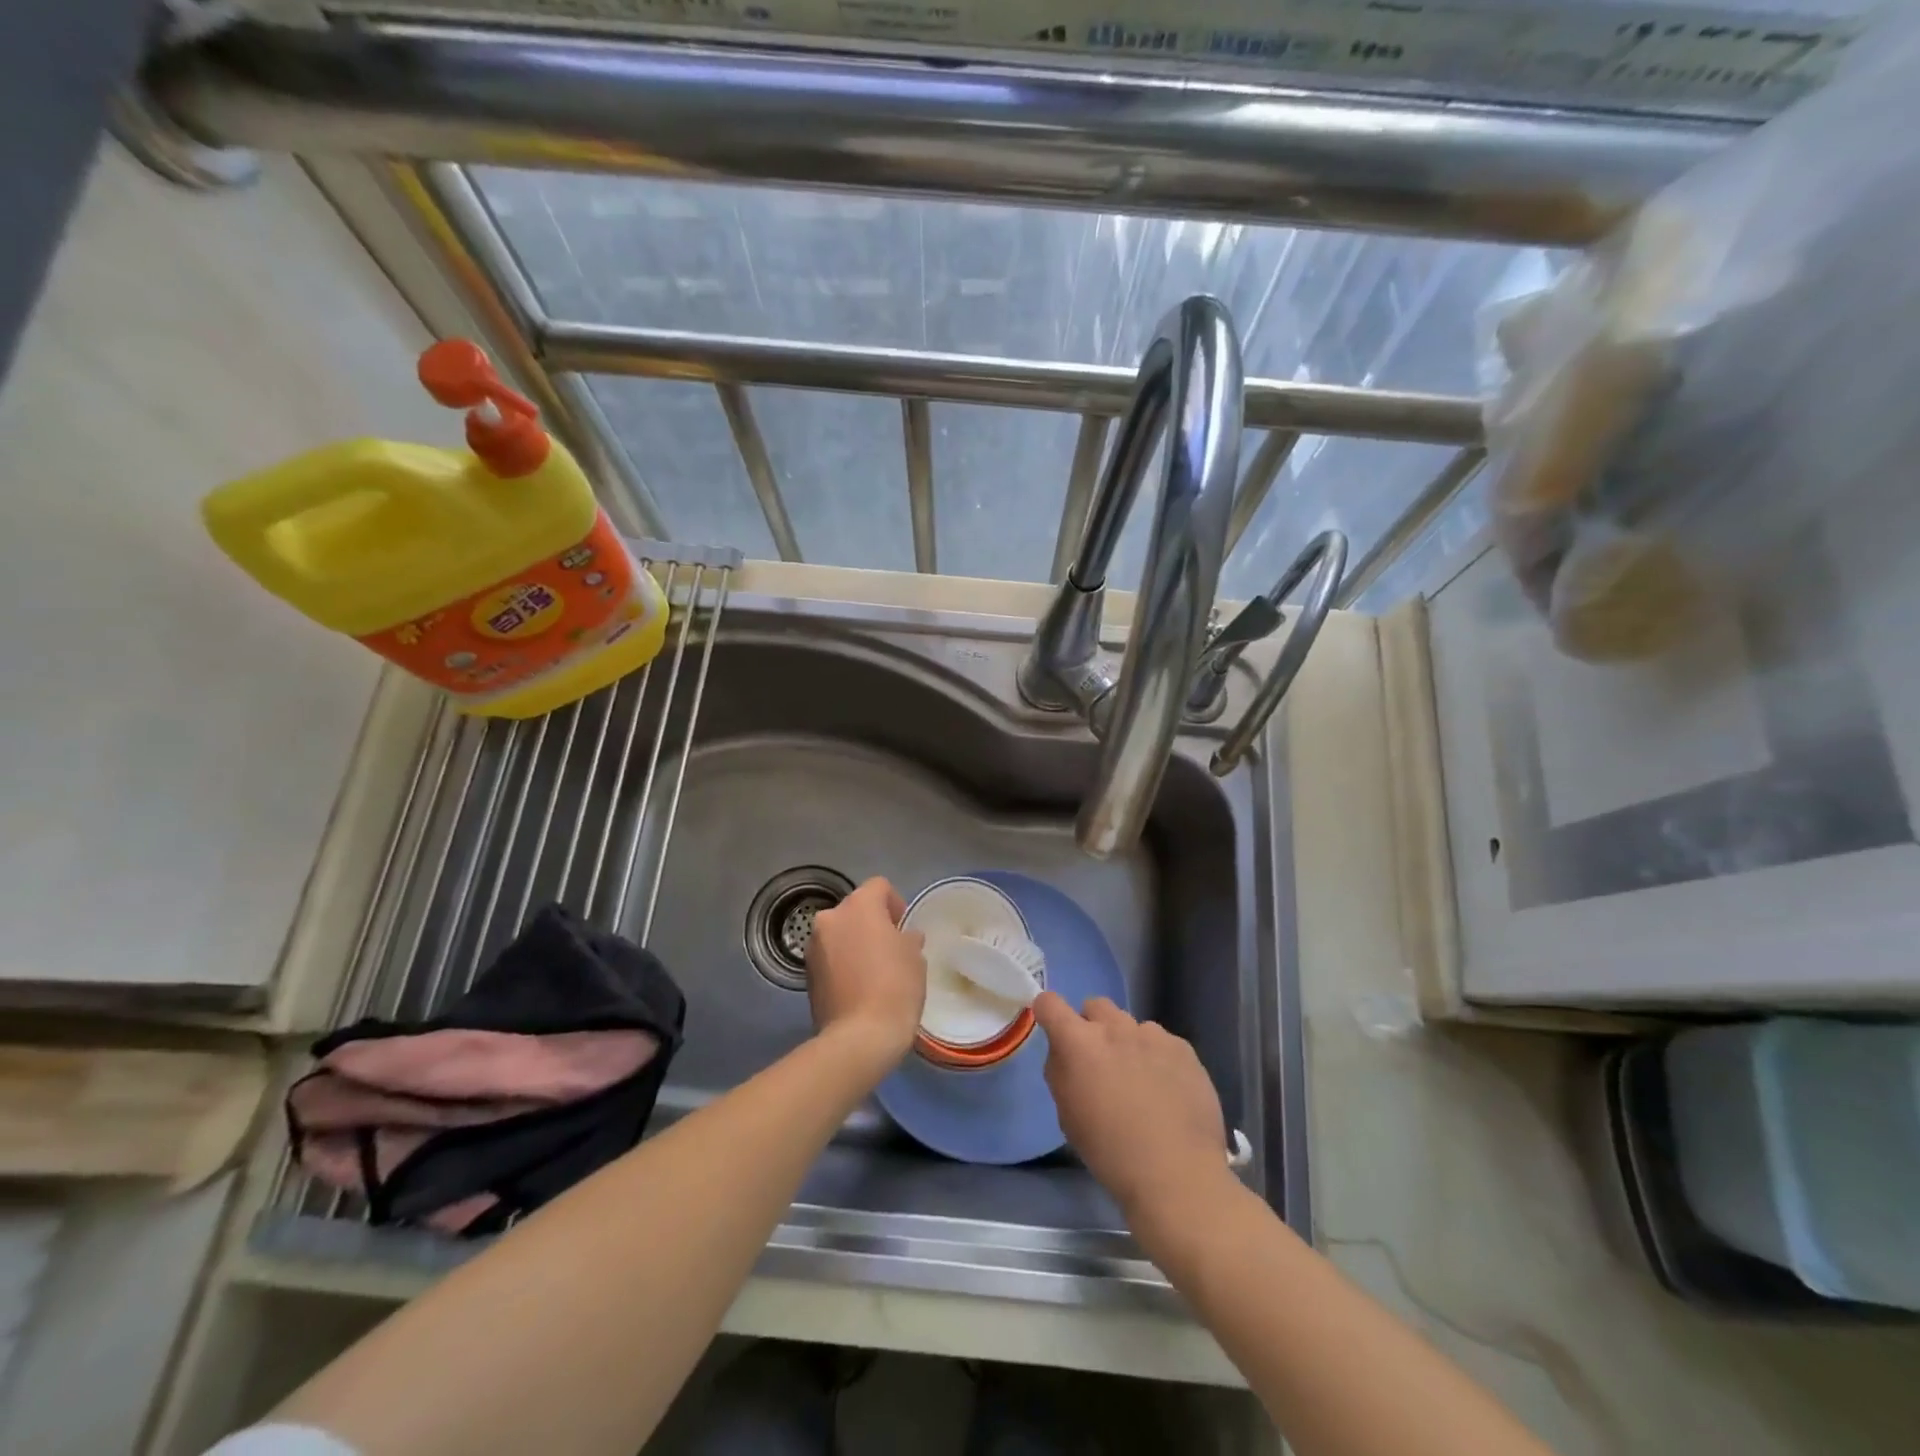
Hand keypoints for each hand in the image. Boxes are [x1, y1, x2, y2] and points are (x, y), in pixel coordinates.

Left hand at [805, 878, 926, 1065]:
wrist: (859, 1037)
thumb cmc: (895, 987)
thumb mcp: (915, 958)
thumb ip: (908, 939)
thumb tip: (904, 938)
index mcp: (859, 906)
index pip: (879, 887)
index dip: (895, 904)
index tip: (904, 929)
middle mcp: (830, 918)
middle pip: (855, 909)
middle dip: (871, 924)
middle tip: (890, 950)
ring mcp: (814, 946)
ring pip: (839, 934)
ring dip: (853, 943)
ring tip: (872, 972)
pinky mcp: (806, 974)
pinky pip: (829, 957)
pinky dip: (841, 964)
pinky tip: (857, 988)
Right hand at [1033, 992, 1231, 1221]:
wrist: (1177, 1174)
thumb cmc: (1110, 1152)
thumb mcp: (1068, 1116)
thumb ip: (1061, 1072)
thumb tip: (1065, 1054)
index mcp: (1079, 1043)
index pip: (1050, 1003)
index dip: (1048, 1012)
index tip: (1053, 1030)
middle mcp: (1114, 1028)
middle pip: (1095, 1005)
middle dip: (1092, 1026)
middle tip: (1100, 1061)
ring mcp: (1153, 1035)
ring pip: (1131, 1024)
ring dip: (1127, 1042)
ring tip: (1140, 1080)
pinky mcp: (1183, 1048)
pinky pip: (1162, 1042)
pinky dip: (1158, 1057)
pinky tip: (1167, 1090)